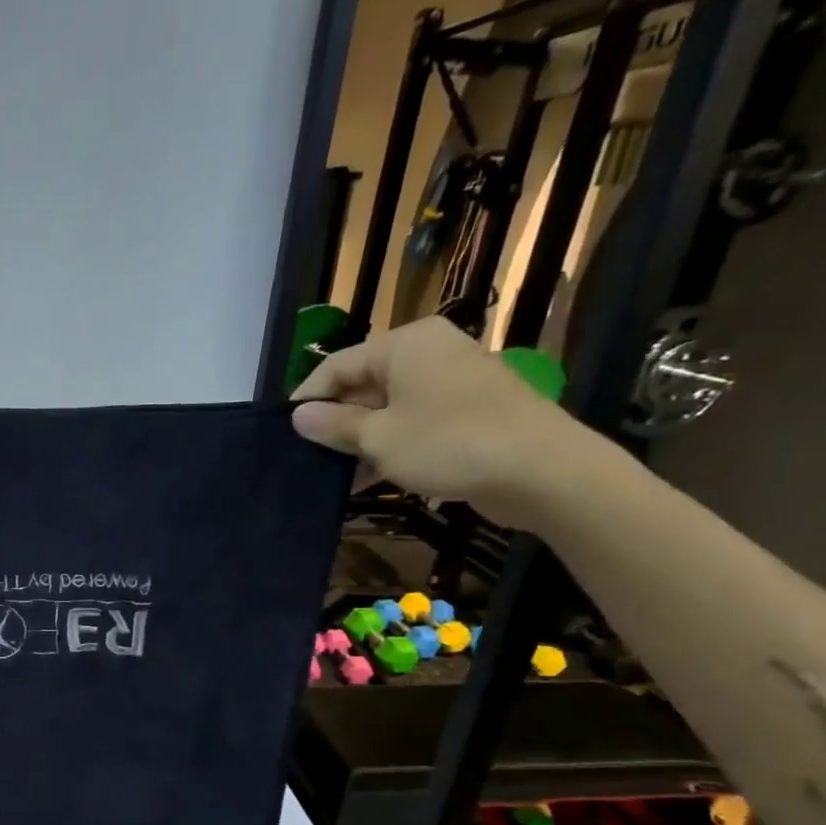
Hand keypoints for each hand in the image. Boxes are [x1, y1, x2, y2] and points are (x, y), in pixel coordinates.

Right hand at [290, 317, 594, 528]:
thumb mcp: (378, 438)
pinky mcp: (468, 412)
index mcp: (405, 345)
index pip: (338, 365)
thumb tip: (297, 416)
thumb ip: (333, 425)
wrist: (541, 470)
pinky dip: (390, 447)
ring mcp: (452, 382)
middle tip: (307, 457)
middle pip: (364, 384)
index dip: (307, 399)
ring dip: (360, 441)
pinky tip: (367, 479)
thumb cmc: (448, 443)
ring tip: (332, 475)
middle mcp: (429, 353)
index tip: (284, 432)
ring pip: (388, 408)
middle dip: (335, 423)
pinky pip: (414, 423)